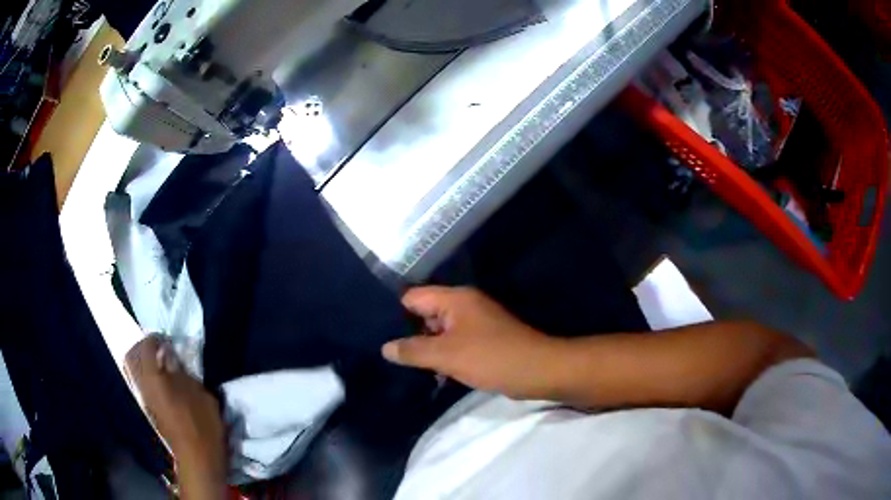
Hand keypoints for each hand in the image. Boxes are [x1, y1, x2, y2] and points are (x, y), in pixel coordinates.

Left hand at [125, 336, 226, 494]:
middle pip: (132, 357)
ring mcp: (144, 399)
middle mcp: (142, 385)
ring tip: (161, 363)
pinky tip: (163, 380)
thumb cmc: (201, 423)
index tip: (167, 339)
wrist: (198, 457)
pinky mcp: (149, 409)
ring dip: (144, 362)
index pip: (146, 346)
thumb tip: (169, 358)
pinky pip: (141, 383)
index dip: (156, 338)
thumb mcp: (199, 393)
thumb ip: (181, 371)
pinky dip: (148, 376)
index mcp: (153, 377)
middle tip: (159, 347)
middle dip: (143, 348)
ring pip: (134, 371)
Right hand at [383, 287, 565, 399]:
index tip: (378, 335)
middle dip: (410, 334)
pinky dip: (444, 356)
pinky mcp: (484, 340)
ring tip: (405, 368)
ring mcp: (475, 323)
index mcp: (455, 299)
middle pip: (425, 314)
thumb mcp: (446, 355)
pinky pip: (455, 344)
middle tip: (390, 356)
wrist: (537, 371)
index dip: (396, 315)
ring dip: (427, 349)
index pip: (413, 297)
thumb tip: (385, 348)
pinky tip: (432, 374)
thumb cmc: (490, 358)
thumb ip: (412, 350)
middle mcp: (464, 305)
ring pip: (440, 332)